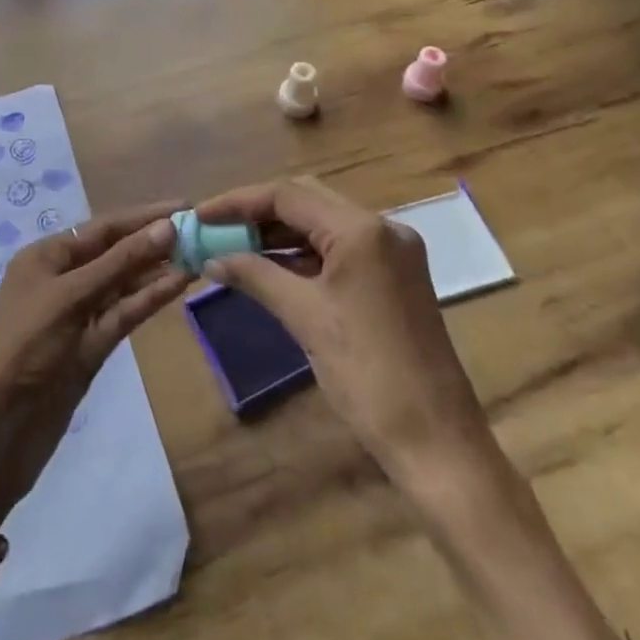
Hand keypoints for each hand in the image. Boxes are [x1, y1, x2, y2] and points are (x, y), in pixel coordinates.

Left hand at [0, 202, 190, 525]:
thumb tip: (168, 226)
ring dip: (159, 270)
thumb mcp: (70, 298)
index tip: (186, 205)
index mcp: (47, 256)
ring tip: (201, 254)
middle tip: (202, 230)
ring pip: (125, 284)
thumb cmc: (23, 350)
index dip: (144, 216)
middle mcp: (63, 279)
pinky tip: (181, 284)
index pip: (103, 227)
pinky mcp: (92, 348)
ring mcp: (79, 315)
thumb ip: (120, 262)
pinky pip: (125, 314)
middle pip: (117, 252)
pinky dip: (150, 299)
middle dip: (155, 241)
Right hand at [196, 177, 489, 480]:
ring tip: (235, 248)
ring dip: (280, 233)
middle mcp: (382, 227)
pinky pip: (340, 248)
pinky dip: (304, 254)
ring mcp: (393, 251)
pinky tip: (272, 267)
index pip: (288, 196)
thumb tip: (211, 259)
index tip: (201, 216)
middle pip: (307, 201)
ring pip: (323, 223)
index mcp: (362, 229)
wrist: (438, 443)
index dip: (239, 202)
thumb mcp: (305, 318)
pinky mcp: (395, 275)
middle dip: (258, 213)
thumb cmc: (368, 376)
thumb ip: (255, 276)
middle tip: (216, 230)